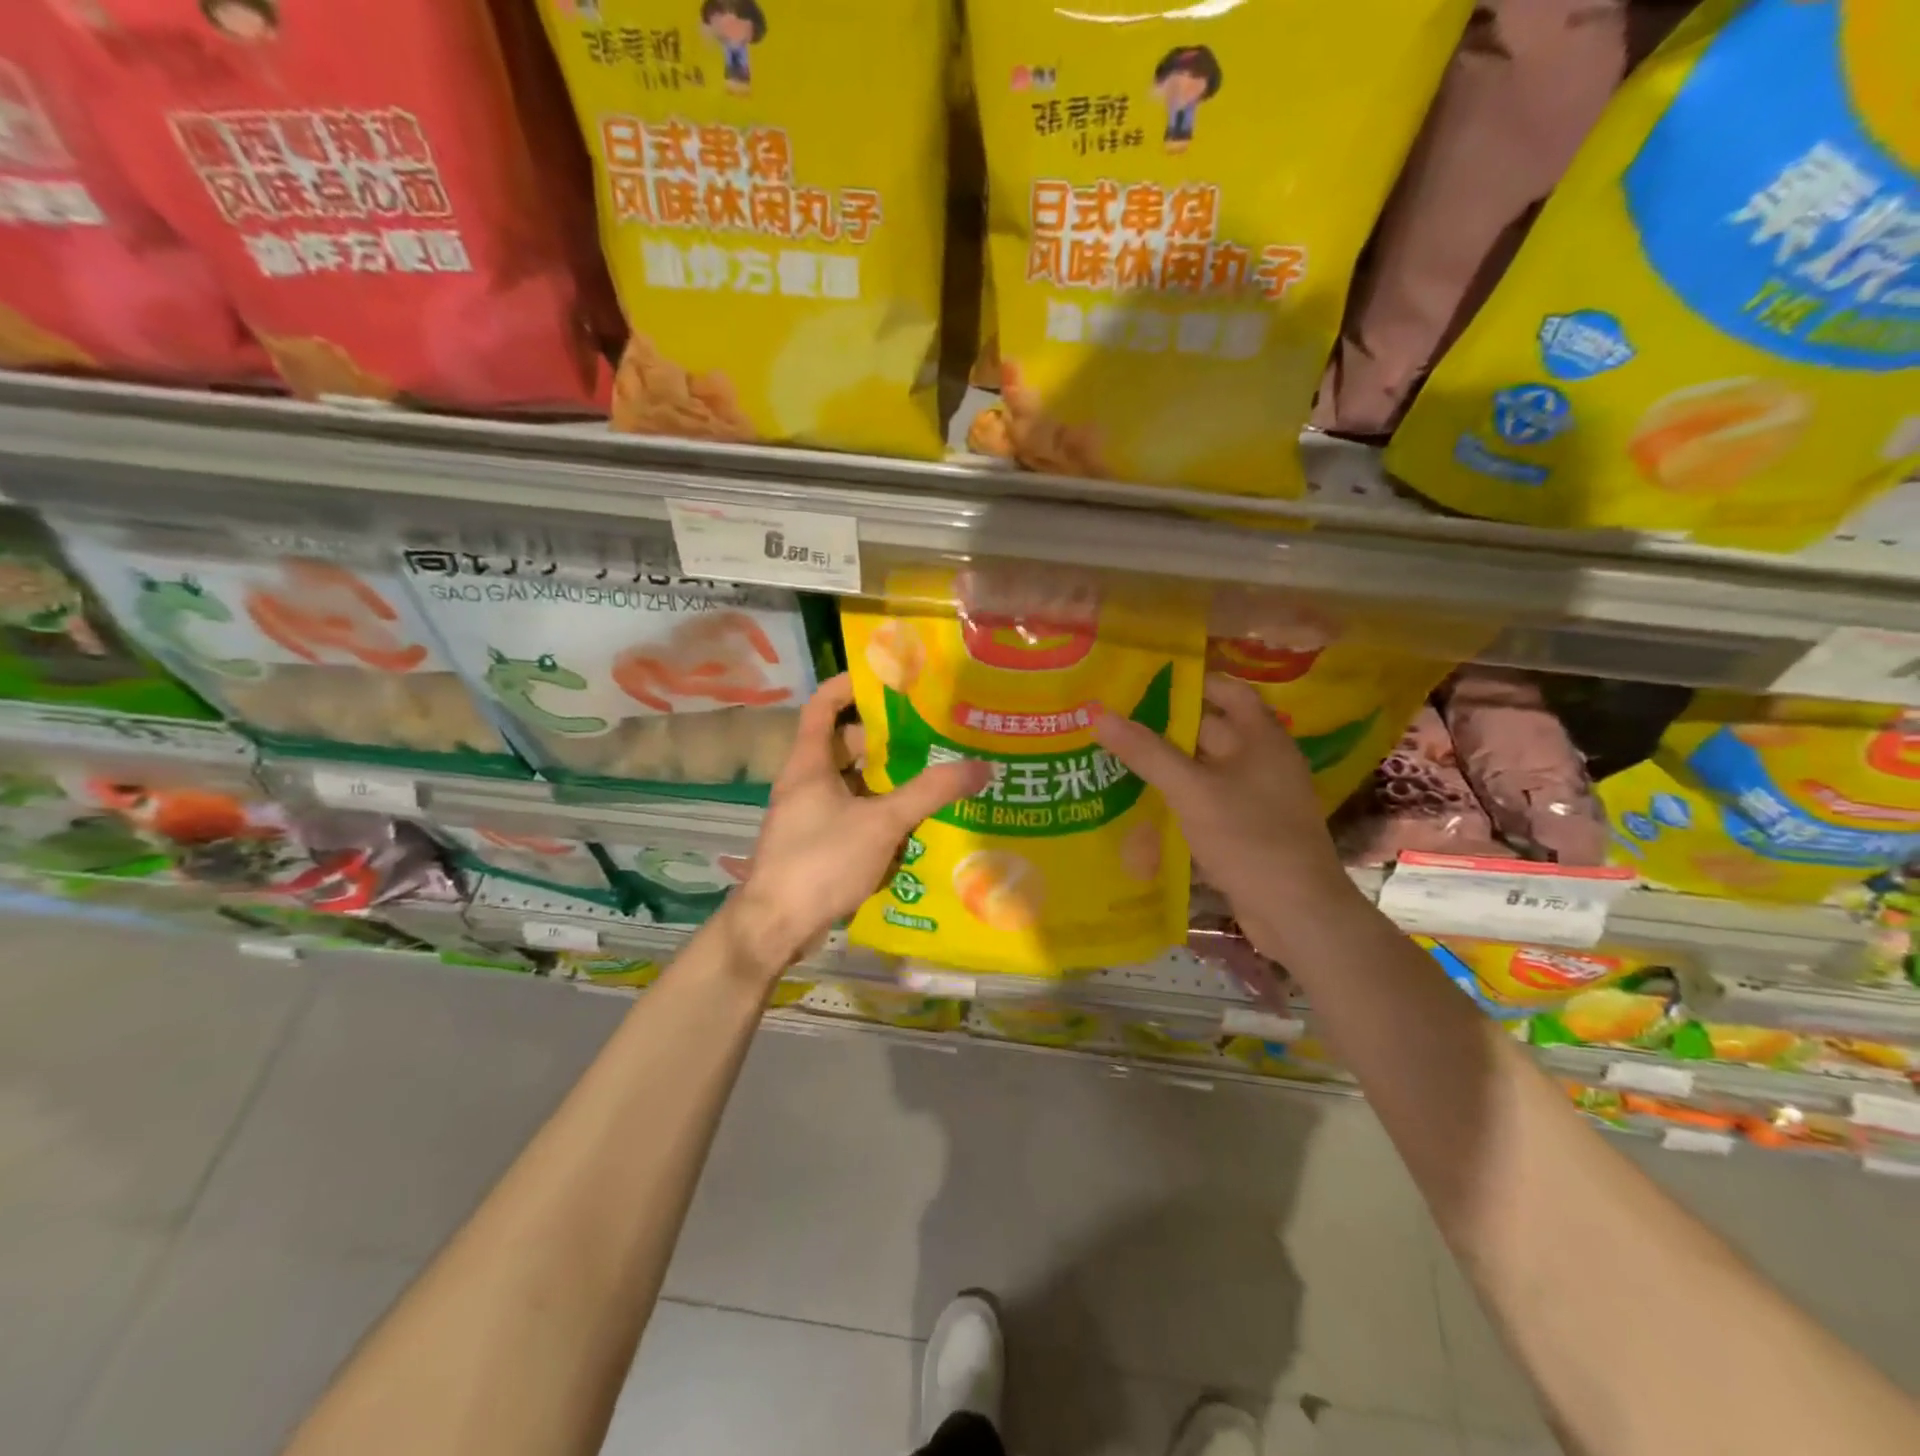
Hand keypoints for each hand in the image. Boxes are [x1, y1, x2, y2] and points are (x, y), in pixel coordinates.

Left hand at [724, 674, 988, 975]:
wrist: (775, 926)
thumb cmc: (821, 861)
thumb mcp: (881, 822)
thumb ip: (930, 793)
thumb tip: (981, 766)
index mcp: (809, 763)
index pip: (823, 705)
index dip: (850, 686)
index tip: (888, 678)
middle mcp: (805, 782)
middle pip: (845, 746)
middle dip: (885, 739)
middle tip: (930, 733)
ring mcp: (809, 815)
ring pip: (853, 785)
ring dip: (886, 780)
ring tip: (931, 775)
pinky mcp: (817, 844)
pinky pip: (852, 815)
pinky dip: (879, 813)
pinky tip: (912, 824)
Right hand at [1091, 673, 1362, 958]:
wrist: (1297, 913)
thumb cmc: (1250, 838)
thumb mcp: (1193, 791)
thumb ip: (1147, 753)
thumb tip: (1099, 714)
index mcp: (1262, 738)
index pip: (1226, 691)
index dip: (1189, 682)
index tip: (1144, 680)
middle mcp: (1262, 761)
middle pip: (1210, 730)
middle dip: (1165, 726)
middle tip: (1115, 720)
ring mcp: (1256, 798)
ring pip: (1204, 769)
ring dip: (1167, 765)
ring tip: (1116, 756)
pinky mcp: (1246, 829)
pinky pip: (1206, 801)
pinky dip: (1178, 798)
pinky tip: (1142, 802)